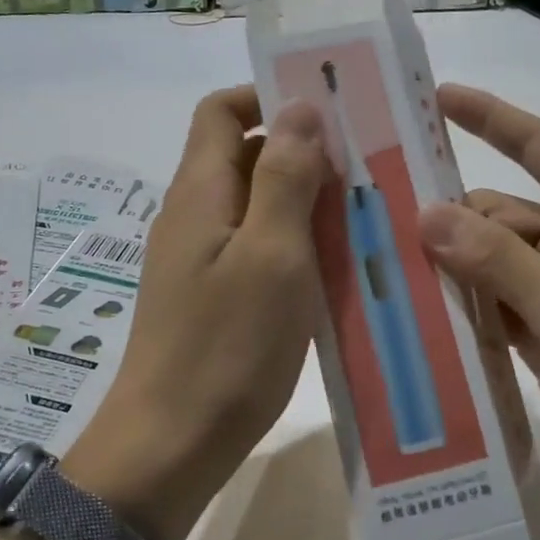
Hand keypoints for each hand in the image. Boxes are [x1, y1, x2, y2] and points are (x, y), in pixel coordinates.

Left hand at [67, 87, 328, 539]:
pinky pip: (259, 246)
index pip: (222, 109)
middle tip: (367, 163)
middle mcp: (195, 214)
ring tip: (367, 209)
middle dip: (303, 149)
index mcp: (200, 190)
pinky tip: (340, 263)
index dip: (267, 94)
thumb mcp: (271, 254)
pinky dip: (297, 241)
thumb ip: (284, 176)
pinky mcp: (214, 294)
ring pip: (258, 203)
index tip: (328, 107)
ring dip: (306, 199)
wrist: (171, 445)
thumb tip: (298, 105)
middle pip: (245, 153)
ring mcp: (202, 257)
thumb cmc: (227, 346)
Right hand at [418, 85, 539, 519]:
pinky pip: (491, 302)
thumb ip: (496, 259)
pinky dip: (460, 305)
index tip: (436, 96)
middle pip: (497, 212)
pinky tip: (413, 311)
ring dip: (448, 266)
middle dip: (447, 217)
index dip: (488, 117)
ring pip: (488, 260)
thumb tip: (426, 213)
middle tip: (375, 220)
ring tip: (380, 266)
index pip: (537, 147)